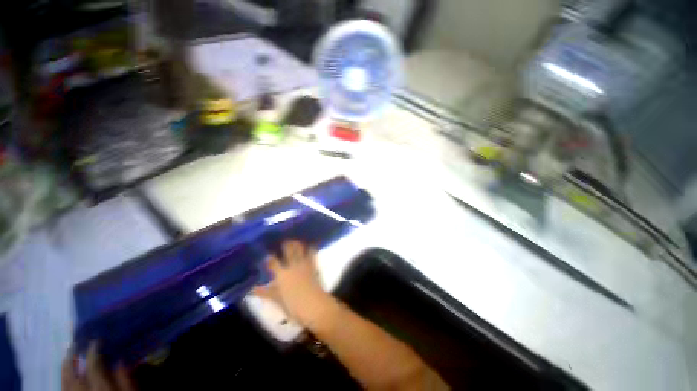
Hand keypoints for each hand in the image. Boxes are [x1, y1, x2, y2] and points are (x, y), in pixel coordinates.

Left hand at [61, 342, 134, 390]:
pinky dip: (63, 381)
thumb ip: (126, 381)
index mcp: (100, 389)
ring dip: (65, 368)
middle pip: (72, 374)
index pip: (93, 366)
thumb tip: (120, 360)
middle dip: (72, 358)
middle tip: (74, 344)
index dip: (93, 351)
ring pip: (64, 383)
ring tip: (68, 356)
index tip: (95, 341)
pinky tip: (66, 376)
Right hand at [253, 240, 327, 324]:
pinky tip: (311, 245)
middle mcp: (293, 266)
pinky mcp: (314, 267)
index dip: (269, 257)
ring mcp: (304, 265)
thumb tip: (252, 289)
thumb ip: (266, 293)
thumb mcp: (277, 300)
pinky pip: (312, 255)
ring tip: (295, 240)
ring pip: (300, 250)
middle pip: (288, 251)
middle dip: (286, 245)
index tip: (266, 253)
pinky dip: (311, 249)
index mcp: (282, 275)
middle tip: (284, 240)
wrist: (314, 305)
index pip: (273, 262)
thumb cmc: (294, 306)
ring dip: (298, 244)